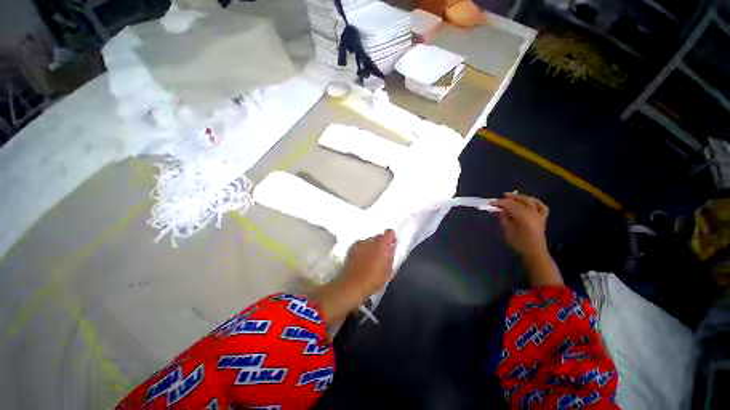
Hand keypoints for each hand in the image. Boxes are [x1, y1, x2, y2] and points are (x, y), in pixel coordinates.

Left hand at [316, 230, 395, 325]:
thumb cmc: (372, 280)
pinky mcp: (351, 249)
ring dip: (371, 247)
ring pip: (369, 242)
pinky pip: (361, 246)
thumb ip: (390, 255)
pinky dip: (363, 251)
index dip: (391, 238)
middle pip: (379, 237)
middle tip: (382, 256)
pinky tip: (362, 261)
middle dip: (381, 244)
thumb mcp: (388, 270)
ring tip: (371, 260)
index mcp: (381, 244)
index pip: (389, 233)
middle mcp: (370, 240)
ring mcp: (359, 243)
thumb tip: (391, 247)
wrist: (352, 285)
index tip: (391, 245)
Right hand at [494, 192, 548, 256]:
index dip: (499, 203)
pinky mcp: (542, 218)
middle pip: (519, 200)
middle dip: (508, 198)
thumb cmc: (519, 242)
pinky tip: (530, 201)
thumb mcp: (508, 230)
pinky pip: (541, 206)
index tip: (490, 203)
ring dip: (520, 197)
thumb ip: (504, 218)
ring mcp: (538, 214)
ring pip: (530, 200)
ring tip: (512, 196)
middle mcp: (531, 212)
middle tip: (499, 199)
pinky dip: (535, 202)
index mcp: (522, 215)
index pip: (509, 204)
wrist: (534, 252)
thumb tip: (498, 210)